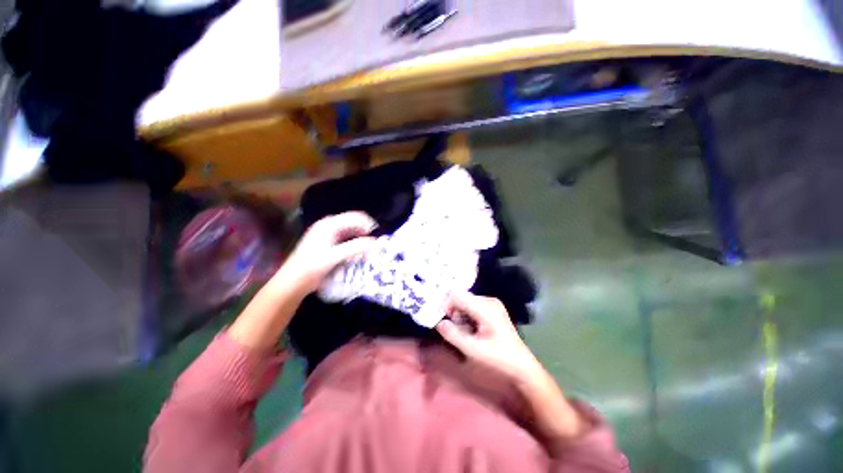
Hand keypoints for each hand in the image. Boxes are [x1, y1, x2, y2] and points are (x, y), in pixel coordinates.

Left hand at [281, 211, 376, 293]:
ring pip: (351, 232)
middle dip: (365, 232)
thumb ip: (355, 247)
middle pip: (353, 223)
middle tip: (374, 245)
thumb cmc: (312, 267)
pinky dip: (354, 245)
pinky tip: (356, 254)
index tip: (378, 237)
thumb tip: (374, 242)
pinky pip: (346, 239)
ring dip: (360, 239)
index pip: (355, 217)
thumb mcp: (335, 257)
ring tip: (367, 251)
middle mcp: (329, 226)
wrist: (293, 282)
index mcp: (329, 224)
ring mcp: (328, 234)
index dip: (368, 224)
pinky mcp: (328, 243)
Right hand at [435, 293, 542, 382]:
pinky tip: (472, 331)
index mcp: (485, 307)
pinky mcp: (492, 309)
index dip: (446, 305)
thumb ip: (453, 335)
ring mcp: (491, 304)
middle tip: (456, 331)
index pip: (457, 295)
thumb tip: (438, 322)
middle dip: (454, 313)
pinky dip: (467, 318)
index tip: (442, 320)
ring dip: (460, 317)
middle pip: (461, 298)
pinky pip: (472, 307)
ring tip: (466, 334)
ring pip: (465, 303)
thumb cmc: (499, 359)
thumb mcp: (473, 350)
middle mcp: (488, 300)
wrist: (522, 366)